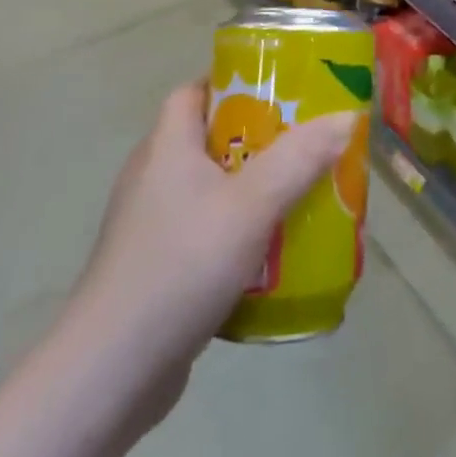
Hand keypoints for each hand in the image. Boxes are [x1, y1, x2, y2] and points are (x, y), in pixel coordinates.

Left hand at [60, 83, 358, 438]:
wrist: (110, 374)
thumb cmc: (181, 265)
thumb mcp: (252, 204)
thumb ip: (300, 158)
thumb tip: (345, 115)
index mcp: (166, 146)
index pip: (194, 91)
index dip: (234, 82)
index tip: (280, 89)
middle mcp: (153, 178)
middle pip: (209, 139)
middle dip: (259, 138)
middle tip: (306, 142)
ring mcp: (149, 227)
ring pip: (210, 190)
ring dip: (252, 189)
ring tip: (300, 194)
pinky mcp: (154, 270)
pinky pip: (204, 233)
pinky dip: (237, 233)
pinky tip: (271, 254)